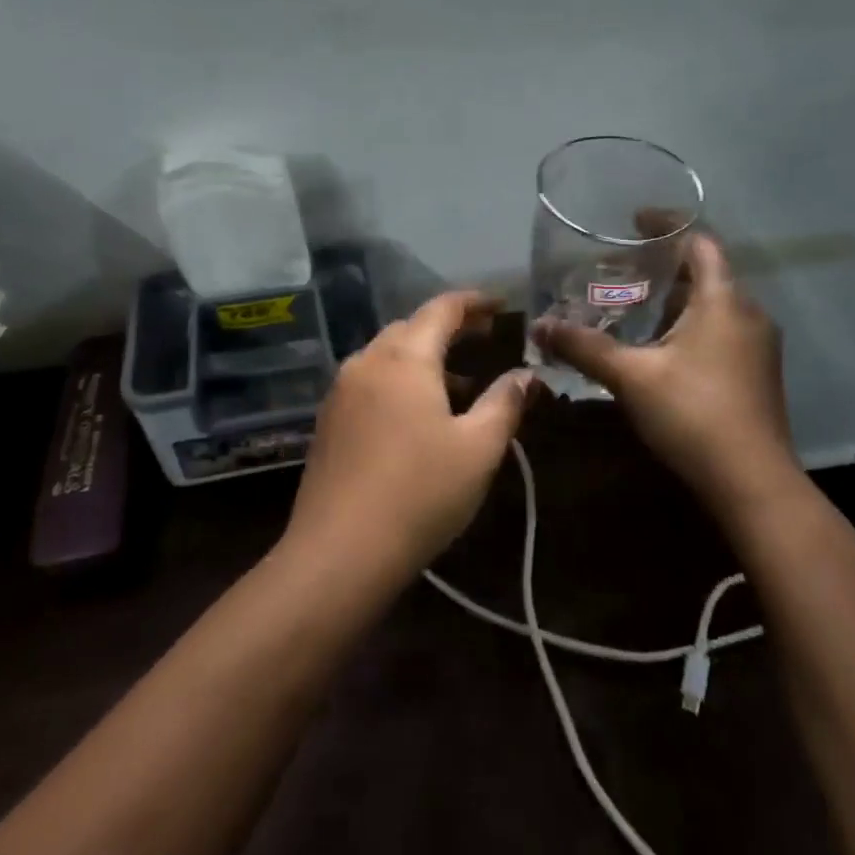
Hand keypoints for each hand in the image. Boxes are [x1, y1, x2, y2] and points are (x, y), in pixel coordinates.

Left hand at [284, 292, 535, 580]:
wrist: (340, 551)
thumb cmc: (420, 493)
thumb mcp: (478, 448)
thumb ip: (505, 402)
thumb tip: (526, 374)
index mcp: (404, 358)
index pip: (441, 309)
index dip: (474, 302)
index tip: (501, 305)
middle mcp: (366, 362)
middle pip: (410, 328)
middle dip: (449, 329)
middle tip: (485, 340)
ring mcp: (340, 391)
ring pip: (386, 355)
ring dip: (423, 357)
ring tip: (459, 382)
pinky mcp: (328, 421)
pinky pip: (370, 382)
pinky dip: (399, 381)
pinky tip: (417, 414)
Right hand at [533, 234, 797, 501]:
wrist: (752, 482)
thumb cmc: (692, 413)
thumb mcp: (630, 376)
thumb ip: (583, 346)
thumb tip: (539, 326)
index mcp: (724, 300)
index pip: (701, 241)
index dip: (668, 225)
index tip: (634, 221)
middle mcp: (748, 313)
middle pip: (705, 273)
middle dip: (662, 268)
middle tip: (619, 272)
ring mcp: (757, 346)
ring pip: (712, 306)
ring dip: (673, 301)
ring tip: (630, 308)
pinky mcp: (756, 373)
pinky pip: (719, 331)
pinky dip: (687, 327)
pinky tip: (657, 350)